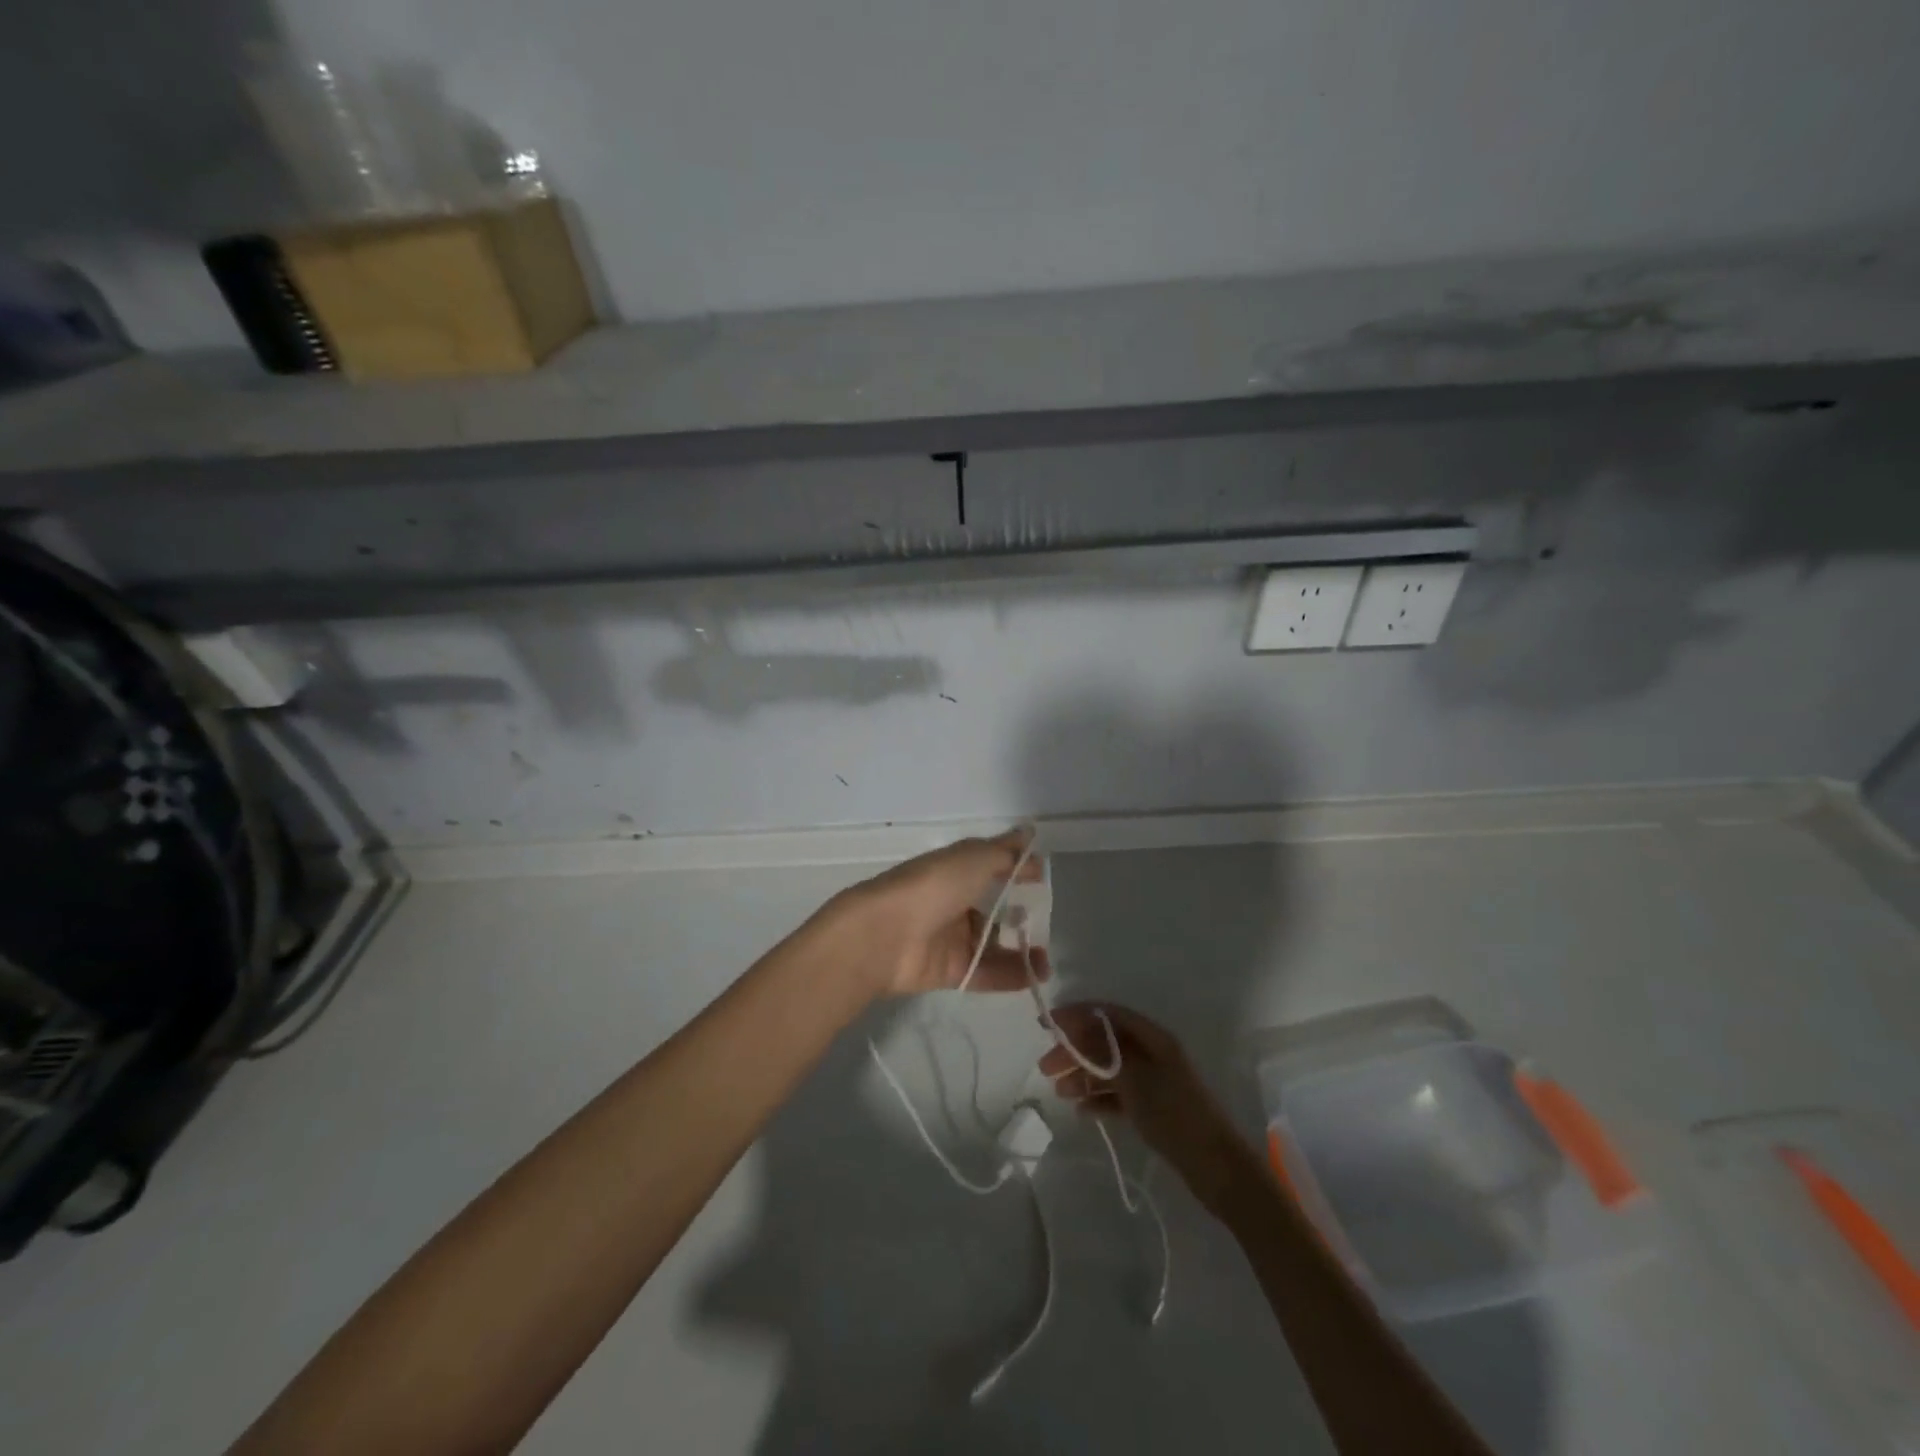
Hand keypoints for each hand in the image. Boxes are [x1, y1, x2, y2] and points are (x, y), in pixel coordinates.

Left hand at [825, 828, 1050, 1000]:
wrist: (885, 935)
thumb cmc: (933, 886)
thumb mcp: (974, 859)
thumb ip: (1005, 852)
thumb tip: (1029, 833)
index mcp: (955, 869)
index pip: (991, 865)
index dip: (1016, 868)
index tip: (1043, 876)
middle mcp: (953, 901)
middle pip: (993, 908)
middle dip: (1021, 914)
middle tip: (1048, 921)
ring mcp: (951, 938)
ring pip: (993, 944)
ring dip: (1022, 950)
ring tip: (1048, 958)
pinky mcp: (950, 970)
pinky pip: (986, 972)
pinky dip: (1012, 975)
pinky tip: (1038, 975)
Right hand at [1043, 1003, 1260, 1214]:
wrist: (1216, 1167)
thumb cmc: (1175, 1114)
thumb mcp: (1135, 1079)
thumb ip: (1103, 1053)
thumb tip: (1074, 1031)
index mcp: (1152, 1037)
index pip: (1107, 1014)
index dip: (1075, 1015)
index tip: (1046, 1024)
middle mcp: (1152, 1053)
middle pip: (1105, 1041)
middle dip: (1074, 1050)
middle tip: (1045, 1067)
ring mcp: (1153, 1081)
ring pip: (1109, 1069)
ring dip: (1083, 1076)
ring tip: (1058, 1091)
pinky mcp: (1153, 1108)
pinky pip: (1119, 1095)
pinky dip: (1099, 1099)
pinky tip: (1081, 1111)